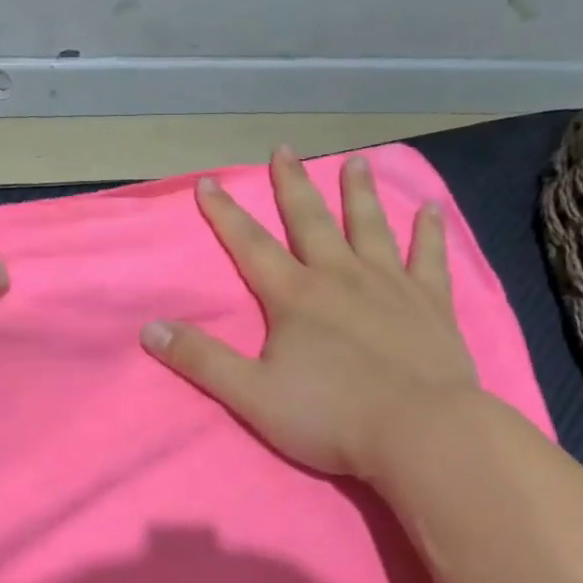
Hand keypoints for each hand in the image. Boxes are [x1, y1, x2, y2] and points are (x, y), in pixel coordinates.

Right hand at [141, 147, 477, 479]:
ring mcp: (390, 285)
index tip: (209, 182)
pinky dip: (429, 232)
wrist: (420, 433)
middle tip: (284, 150)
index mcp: (294, 297)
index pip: (250, 246)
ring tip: (355, 162)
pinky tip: (432, 209)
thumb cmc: (331, 417)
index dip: (225, 214)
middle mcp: (340, 277)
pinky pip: (429, 257)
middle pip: (311, 221)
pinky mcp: (431, 303)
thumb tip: (150, 328)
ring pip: (370, 227)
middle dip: (292, 185)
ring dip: (359, 193)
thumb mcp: (251, 395)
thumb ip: (201, 360)